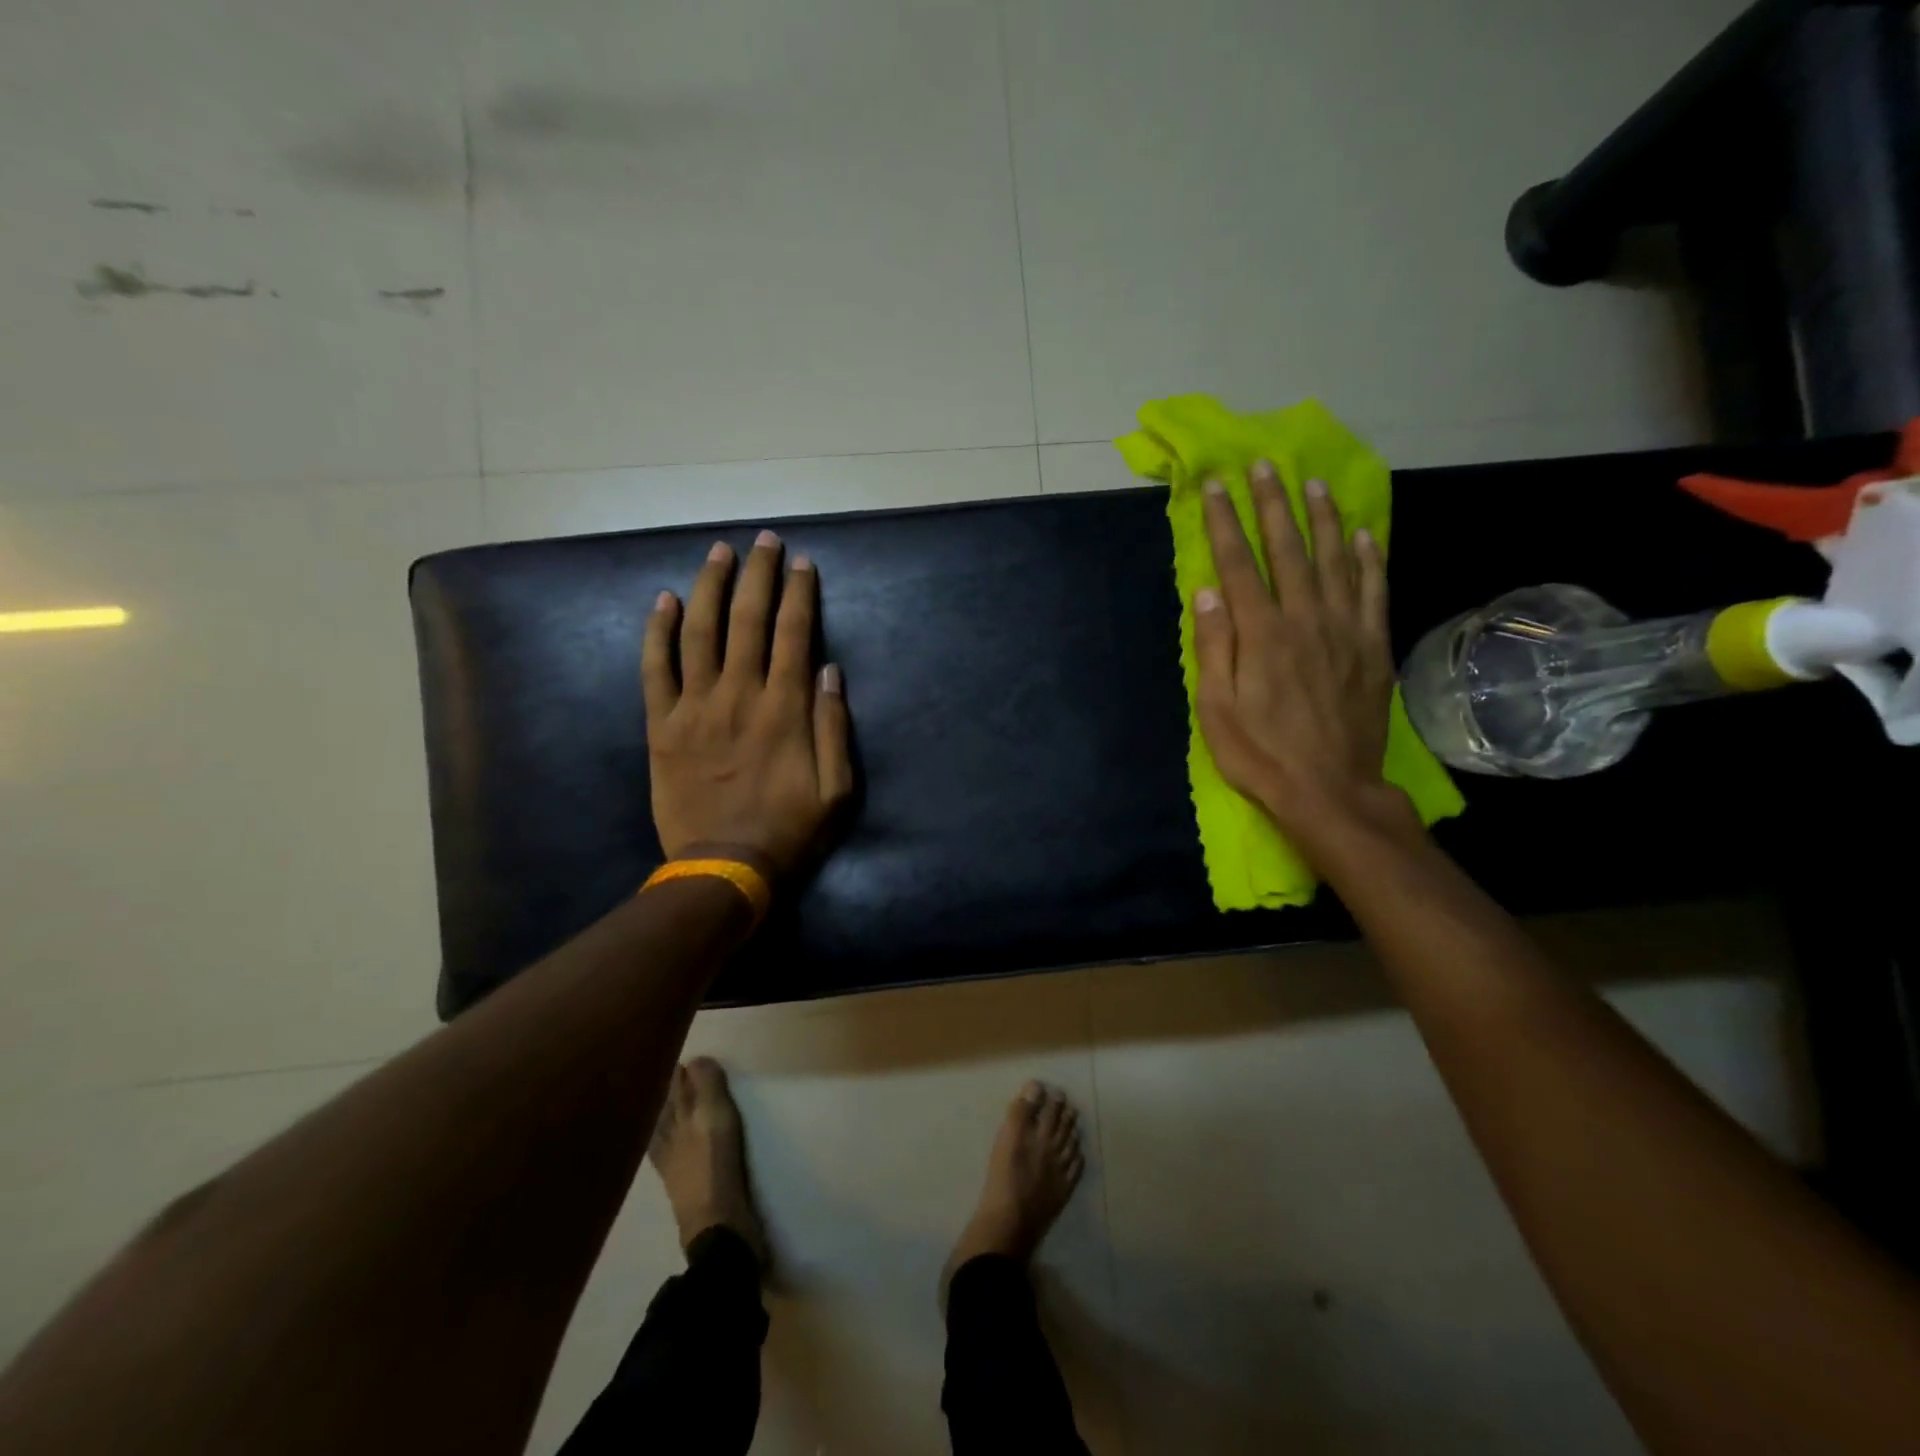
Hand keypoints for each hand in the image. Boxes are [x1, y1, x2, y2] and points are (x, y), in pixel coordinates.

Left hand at [643, 529, 853, 881]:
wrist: (724, 869)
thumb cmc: (790, 830)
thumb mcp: (838, 789)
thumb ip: (834, 727)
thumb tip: (830, 670)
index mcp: (785, 708)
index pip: (794, 633)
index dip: (799, 593)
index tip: (802, 562)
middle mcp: (739, 695)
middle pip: (747, 620)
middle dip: (757, 574)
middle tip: (763, 540)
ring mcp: (694, 708)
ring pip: (699, 632)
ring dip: (709, 587)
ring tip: (719, 553)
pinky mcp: (661, 727)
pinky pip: (654, 669)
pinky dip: (656, 631)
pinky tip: (661, 600)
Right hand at [1193, 460, 1409, 857]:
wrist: (1330, 790)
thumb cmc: (1261, 754)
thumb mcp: (1217, 709)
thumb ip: (1213, 647)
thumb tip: (1207, 591)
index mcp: (1261, 634)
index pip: (1239, 564)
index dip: (1226, 521)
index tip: (1216, 485)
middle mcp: (1306, 619)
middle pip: (1289, 549)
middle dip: (1273, 504)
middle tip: (1264, 466)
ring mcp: (1346, 630)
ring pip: (1336, 559)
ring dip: (1323, 518)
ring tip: (1313, 484)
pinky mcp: (1373, 646)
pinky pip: (1374, 590)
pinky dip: (1369, 558)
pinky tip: (1363, 534)